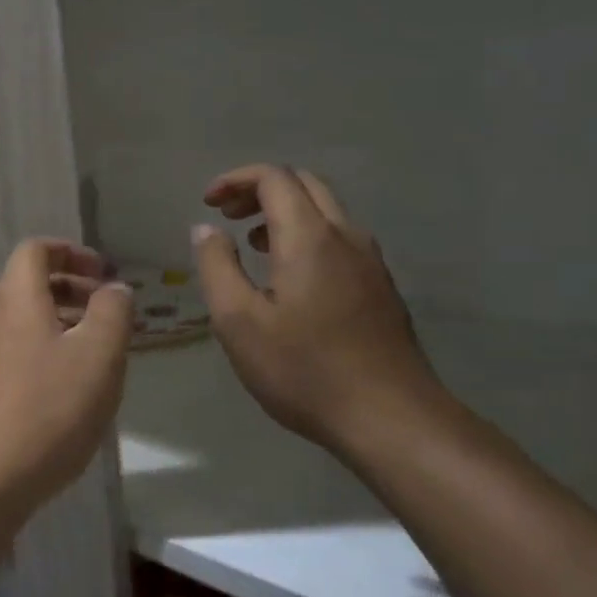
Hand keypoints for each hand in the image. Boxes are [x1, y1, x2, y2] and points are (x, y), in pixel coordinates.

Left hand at [0, 239, 133, 525]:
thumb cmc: (47, 410)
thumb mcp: (98, 357)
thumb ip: (112, 312)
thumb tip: (114, 288)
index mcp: (14, 298)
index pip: (35, 249)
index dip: (71, 251)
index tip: (104, 273)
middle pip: (28, 283)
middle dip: (72, 288)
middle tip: (108, 311)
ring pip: (22, 318)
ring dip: (60, 321)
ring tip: (97, 350)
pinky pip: (14, 348)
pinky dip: (43, 349)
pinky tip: (67, 386)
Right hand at [192, 164, 448, 457]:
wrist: (391, 419)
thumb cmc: (303, 369)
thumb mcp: (238, 321)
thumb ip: (216, 266)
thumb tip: (206, 229)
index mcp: (309, 237)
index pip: (274, 178)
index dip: (236, 180)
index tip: (207, 203)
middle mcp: (345, 237)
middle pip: (305, 184)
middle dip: (260, 189)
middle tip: (228, 215)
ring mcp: (370, 262)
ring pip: (326, 211)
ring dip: (285, 212)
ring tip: (252, 243)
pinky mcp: (380, 287)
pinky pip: (339, 238)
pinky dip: (306, 235)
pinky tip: (287, 277)